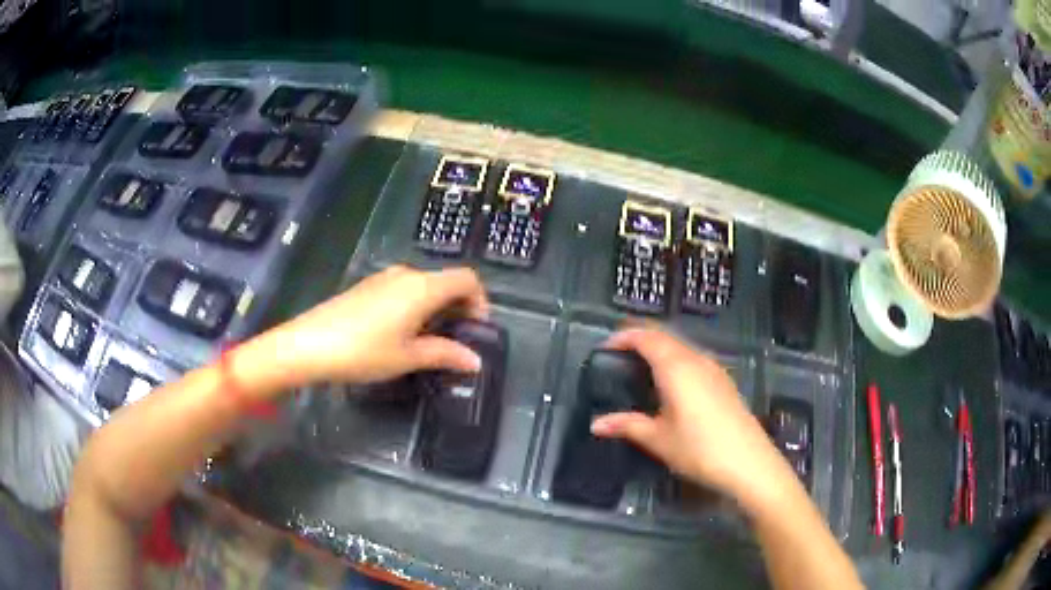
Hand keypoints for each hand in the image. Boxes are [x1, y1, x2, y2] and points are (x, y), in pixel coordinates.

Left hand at [234, 266, 487, 393]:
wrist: (309, 345)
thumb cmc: (363, 351)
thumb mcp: (408, 357)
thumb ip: (445, 354)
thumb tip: (475, 361)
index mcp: (422, 287)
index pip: (467, 279)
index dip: (480, 301)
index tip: (476, 330)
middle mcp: (406, 274)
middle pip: (446, 281)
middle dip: (459, 307)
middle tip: (456, 341)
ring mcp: (384, 278)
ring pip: (424, 286)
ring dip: (436, 308)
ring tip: (430, 341)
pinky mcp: (367, 286)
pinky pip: (403, 290)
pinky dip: (415, 306)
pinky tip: (401, 333)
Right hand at [591, 327, 800, 513]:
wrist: (748, 462)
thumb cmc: (699, 449)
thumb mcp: (658, 439)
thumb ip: (626, 425)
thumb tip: (596, 424)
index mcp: (676, 367)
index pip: (646, 337)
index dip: (623, 337)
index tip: (605, 348)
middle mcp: (696, 359)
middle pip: (665, 337)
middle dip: (640, 340)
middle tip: (618, 356)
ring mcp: (714, 369)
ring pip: (681, 347)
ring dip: (659, 350)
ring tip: (640, 370)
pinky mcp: (724, 381)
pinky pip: (694, 359)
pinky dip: (675, 361)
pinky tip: (671, 386)